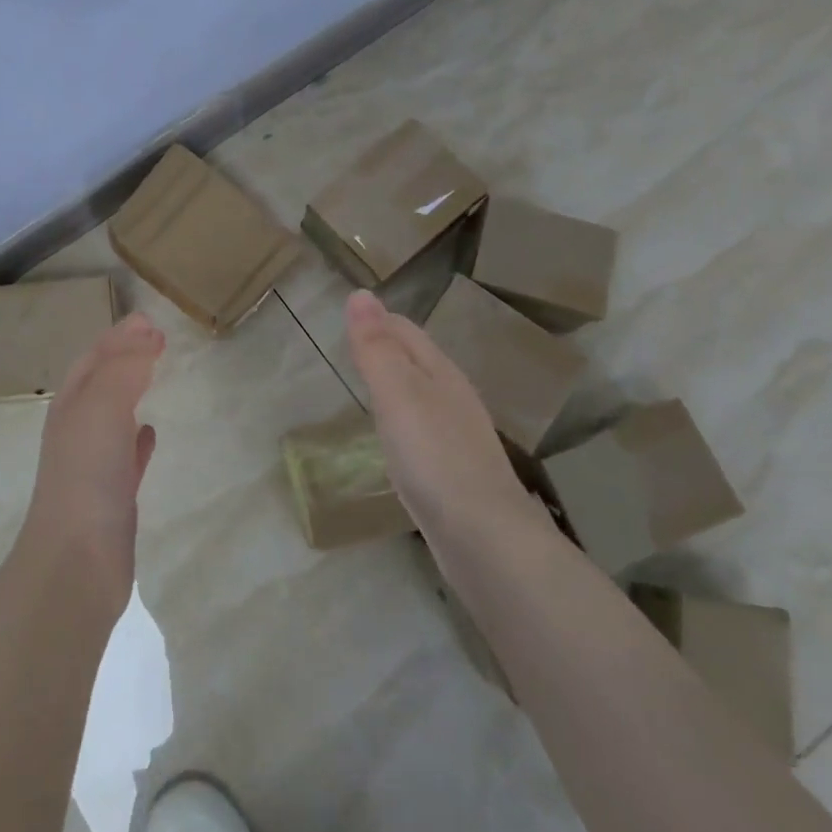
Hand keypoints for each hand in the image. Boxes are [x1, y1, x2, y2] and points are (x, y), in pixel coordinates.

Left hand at [22, 312, 164, 615]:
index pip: (94, 358)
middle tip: (155, 340)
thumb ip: (125, 367)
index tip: (149, 320)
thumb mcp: (103, 407)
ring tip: (154, 376)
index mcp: (71, 406)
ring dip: (130, 393)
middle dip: (123, 358)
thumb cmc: (87, 474)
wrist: (77, 559)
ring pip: (112, 417)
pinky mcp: (113, 496)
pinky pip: (127, 455)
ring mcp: (94, 465)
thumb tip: (146, 334)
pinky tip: (150, 434)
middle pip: (100, 383)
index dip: (119, 337)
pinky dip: (138, 438)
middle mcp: (78, 430)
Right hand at [344, 290, 538, 537]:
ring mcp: (457, 436)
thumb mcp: (397, 394)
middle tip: (351, 346)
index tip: (348, 315)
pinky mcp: (454, 471)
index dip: (378, 319)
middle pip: (417, 360)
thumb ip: (376, 347)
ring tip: (367, 384)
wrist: (483, 537)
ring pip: (421, 395)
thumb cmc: (434, 457)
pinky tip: (393, 438)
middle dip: (387, 347)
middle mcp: (454, 398)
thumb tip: (359, 293)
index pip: (406, 331)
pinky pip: (422, 430)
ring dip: (395, 383)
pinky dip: (402, 420)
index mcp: (441, 373)